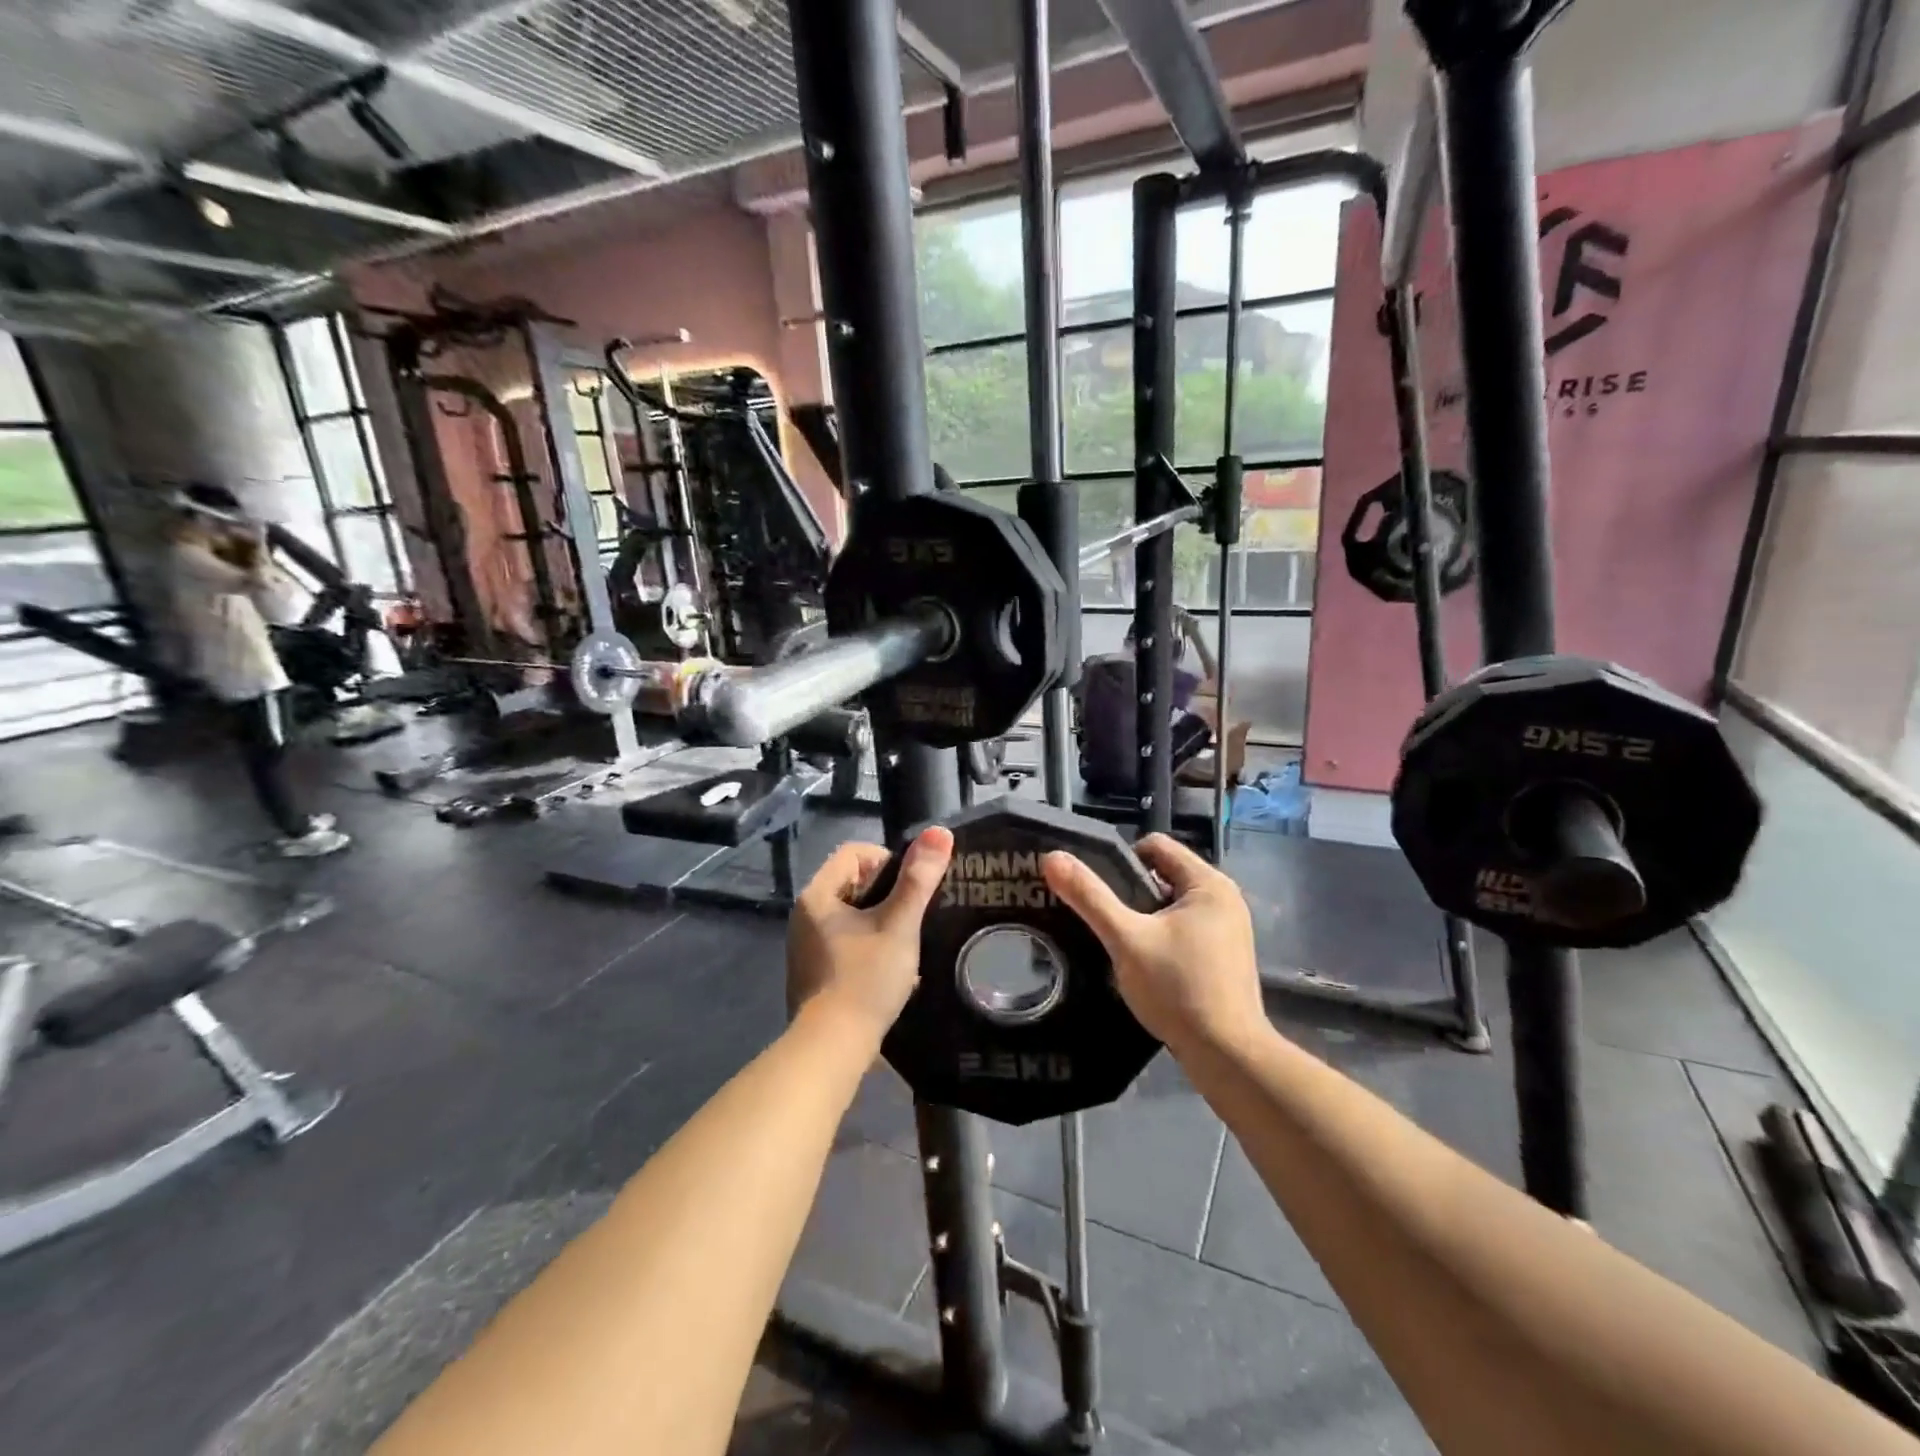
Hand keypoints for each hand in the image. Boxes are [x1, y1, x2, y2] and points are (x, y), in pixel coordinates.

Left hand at [786, 826, 954, 1044]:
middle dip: (887, 895)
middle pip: (853, 883)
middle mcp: (804, 915)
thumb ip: (919, 879)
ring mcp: (804, 946)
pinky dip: (868, 946)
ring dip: (881, 923)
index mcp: (818, 895)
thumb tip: (940, 831)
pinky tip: (888, 971)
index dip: (888, 861)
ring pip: (851, 915)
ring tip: (905, 946)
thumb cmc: (866, 978)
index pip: (855, 852)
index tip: (911, 889)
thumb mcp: (900, 925)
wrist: (832, 1048)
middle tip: (913, 918)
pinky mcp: (812, 972)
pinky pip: (844, 943)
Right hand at [1042, 834, 1264, 1053]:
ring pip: (1173, 905)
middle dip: (1132, 892)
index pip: (1156, 846)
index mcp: (1209, 883)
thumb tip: (1052, 857)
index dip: (1121, 860)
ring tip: (1120, 943)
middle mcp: (1225, 898)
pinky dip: (1163, 937)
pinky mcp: (1227, 955)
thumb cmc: (1177, 988)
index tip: (1099, 891)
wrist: (1227, 1055)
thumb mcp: (1125, 939)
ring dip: (1145, 917)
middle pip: (1164, 874)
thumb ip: (1089, 897)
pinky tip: (1145, 964)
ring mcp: (1230, 928)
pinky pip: (1185, 928)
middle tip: (1104, 920)